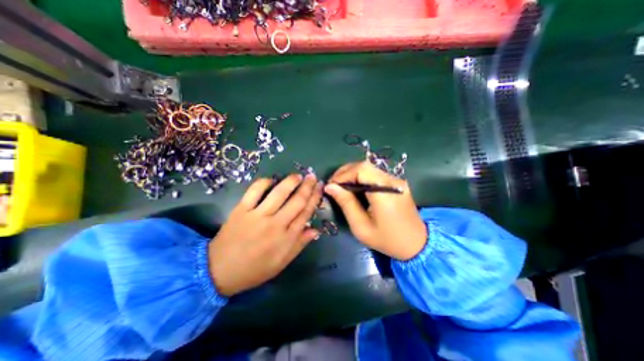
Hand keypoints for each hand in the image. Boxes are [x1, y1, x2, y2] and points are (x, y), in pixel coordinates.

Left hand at [211, 174, 320, 295]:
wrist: (219, 271)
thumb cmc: (254, 269)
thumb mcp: (281, 263)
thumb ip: (299, 245)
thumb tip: (315, 230)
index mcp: (286, 238)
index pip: (306, 213)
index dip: (315, 198)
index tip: (320, 188)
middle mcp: (275, 224)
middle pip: (296, 201)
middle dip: (307, 187)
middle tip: (313, 176)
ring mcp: (257, 215)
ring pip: (279, 193)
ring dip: (290, 182)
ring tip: (298, 175)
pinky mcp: (241, 210)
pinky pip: (254, 191)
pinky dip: (264, 182)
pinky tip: (272, 179)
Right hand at [327, 163, 425, 260]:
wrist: (417, 245)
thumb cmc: (387, 240)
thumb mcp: (361, 226)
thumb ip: (346, 203)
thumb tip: (330, 187)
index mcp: (384, 191)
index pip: (361, 169)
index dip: (343, 174)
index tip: (331, 185)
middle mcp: (392, 181)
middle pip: (365, 165)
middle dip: (345, 172)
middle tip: (333, 185)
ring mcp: (397, 180)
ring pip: (369, 168)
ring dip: (352, 174)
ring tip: (341, 186)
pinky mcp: (397, 183)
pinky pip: (375, 174)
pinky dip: (361, 178)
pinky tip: (354, 187)